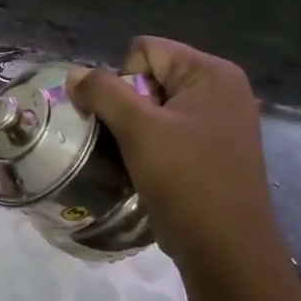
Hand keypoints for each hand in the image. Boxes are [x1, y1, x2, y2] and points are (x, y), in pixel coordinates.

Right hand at [68, 38, 283, 275]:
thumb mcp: (139, 131)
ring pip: (153, 108)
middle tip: (123, 142)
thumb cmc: (186, 181)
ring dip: (131, 131)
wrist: (225, 249)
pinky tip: (145, 172)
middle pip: (149, 78)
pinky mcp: (211, 150)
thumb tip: (75, 74)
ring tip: (130, 160)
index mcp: (212, 73)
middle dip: (125, 107)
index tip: (126, 120)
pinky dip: (148, 147)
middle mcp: (220, 90)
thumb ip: (103, 93)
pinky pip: (166, 132)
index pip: (145, 51)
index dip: (123, 81)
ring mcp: (218, 121)